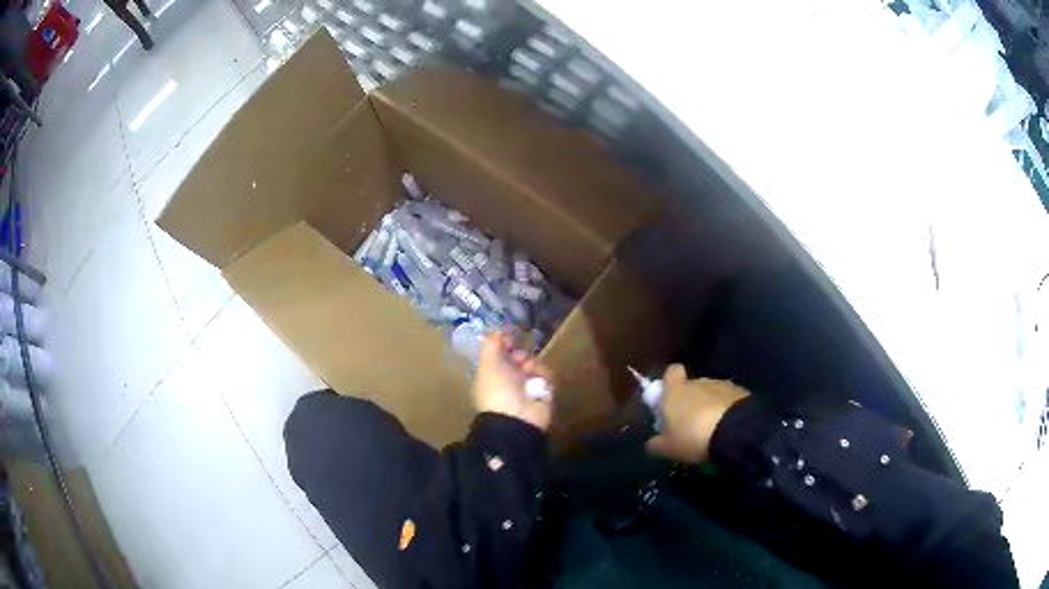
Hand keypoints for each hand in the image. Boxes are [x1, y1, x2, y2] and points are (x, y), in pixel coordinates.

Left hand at [472, 332, 553, 430]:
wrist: (517, 419)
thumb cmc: (498, 390)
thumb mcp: (488, 364)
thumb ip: (491, 344)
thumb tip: (497, 329)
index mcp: (491, 375)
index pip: (499, 355)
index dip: (504, 344)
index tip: (510, 336)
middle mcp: (509, 380)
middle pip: (519, 358)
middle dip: (521, 355)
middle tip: (520, 359)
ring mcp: (527, 388)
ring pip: (534, 365)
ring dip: (533, 365)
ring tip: (530, 372)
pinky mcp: (544, 393)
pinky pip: (547, 376)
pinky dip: (544, 376)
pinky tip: (540, 380)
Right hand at [645, 364, 750, 463]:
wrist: (735, 432)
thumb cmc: (693, 436)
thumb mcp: (668, 448)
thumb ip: (656, 444)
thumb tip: (651, 443)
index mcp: (676, 390)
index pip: (671, 372)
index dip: (670, 382)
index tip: (670, 398)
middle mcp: (698, 382)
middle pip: (692, 385)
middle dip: (691, 400)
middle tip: (690, 424)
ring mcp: (722, 385)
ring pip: (711, 393)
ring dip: (710, 406)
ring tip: (711, 430)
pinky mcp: (740, 393)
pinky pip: (728, 400)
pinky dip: (726, 411)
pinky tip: (727, 429)